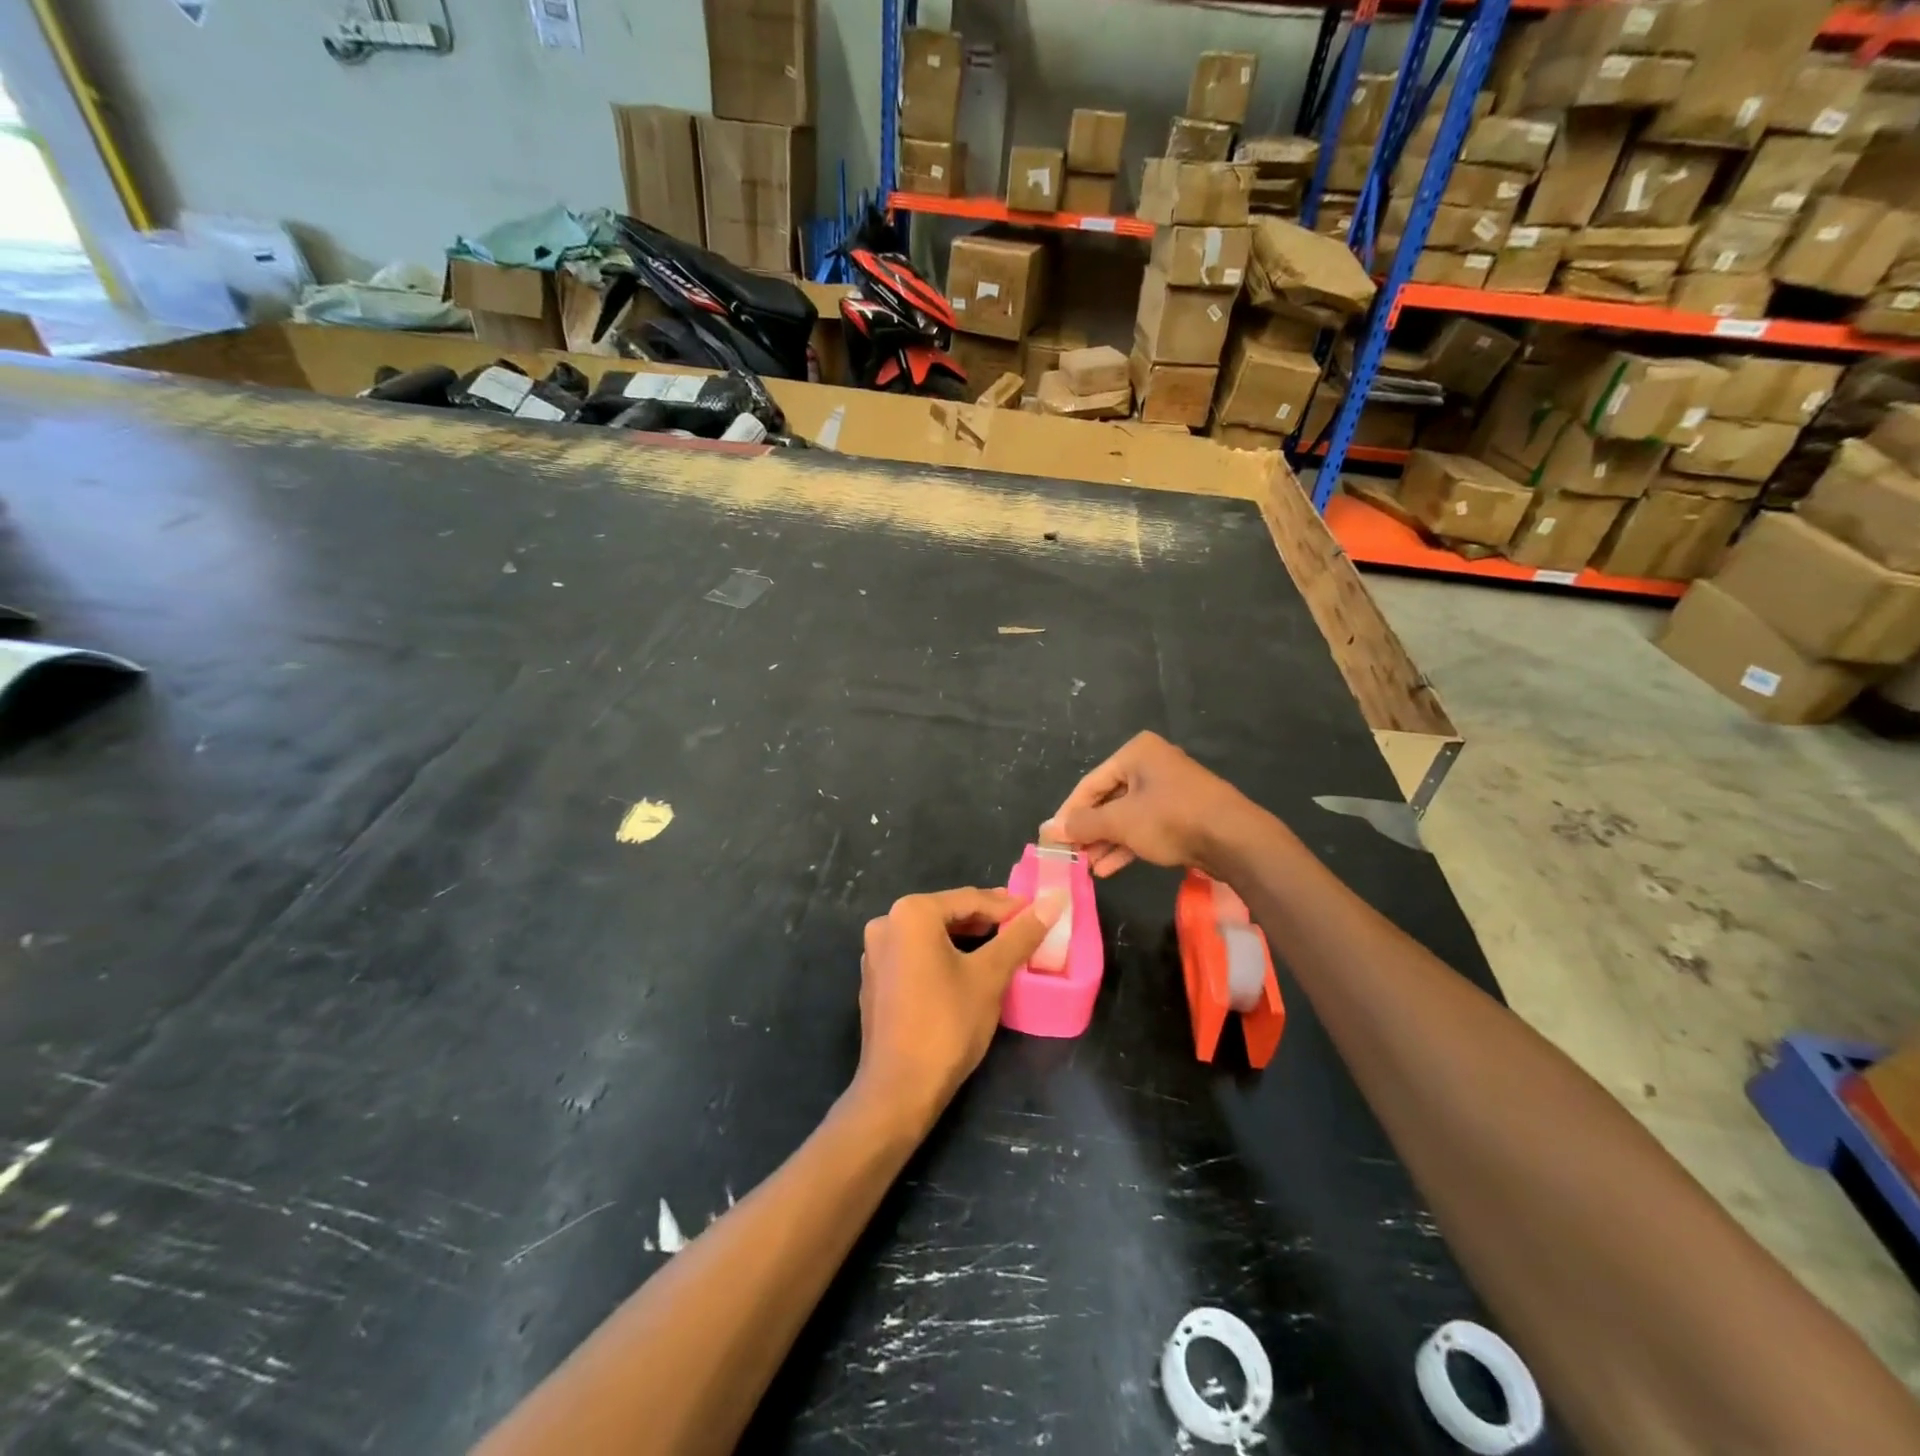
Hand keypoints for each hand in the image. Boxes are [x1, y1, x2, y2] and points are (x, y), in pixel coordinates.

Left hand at [854, 887, 1065, 1130]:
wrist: (898, 1090)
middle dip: (986, 920)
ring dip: (965, 938)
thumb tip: (1053, 901)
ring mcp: (875, 952)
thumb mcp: (990, 976)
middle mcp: (886, 923)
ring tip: (1001, 945)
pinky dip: (942, 955)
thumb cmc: (947, 1025)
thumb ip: (1021, 935)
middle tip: (1022, 927)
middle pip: (947, 913)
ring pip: (931, 934)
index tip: (1038, 911)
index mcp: (911, 913)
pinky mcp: (875, 979)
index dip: (1007, 905)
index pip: (969, 898)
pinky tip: (966, 969)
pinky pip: (916, 954)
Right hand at [1042, 731, 1256, 877]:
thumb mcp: (1120, 822)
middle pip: (1108, 799)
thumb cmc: (1171, 819)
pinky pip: (1145, 826)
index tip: (1053, 837)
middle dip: (1090, 830)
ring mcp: (1169, 789)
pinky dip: (1127, 844)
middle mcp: (1152, 764)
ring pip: (1127, 816)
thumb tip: (1050, 829)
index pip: (1090, 783)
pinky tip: (1109, 868)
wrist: (1234, 839)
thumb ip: (1083, 824)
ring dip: (1106, 842)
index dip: (1069, 812)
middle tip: (1071, 854)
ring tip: (1088, 867)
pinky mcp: (1182, 813)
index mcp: (1136, 753)